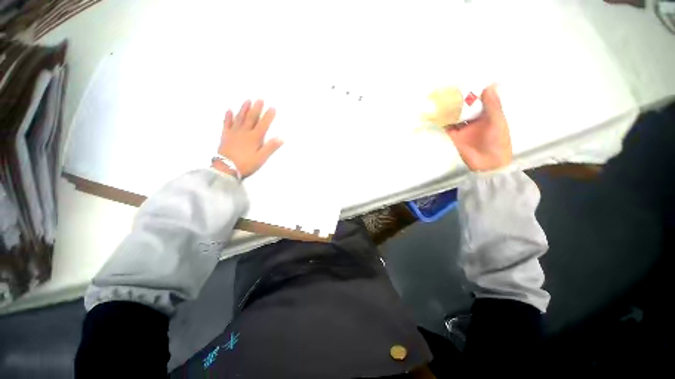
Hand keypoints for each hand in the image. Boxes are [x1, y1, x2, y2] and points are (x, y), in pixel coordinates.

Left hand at [213, 99, 282, 177]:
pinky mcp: (225, 135)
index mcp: (254, 137)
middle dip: (256, 108)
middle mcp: (244, 132)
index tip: (273, 107)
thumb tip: (281, 138)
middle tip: (260, 98)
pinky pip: (226, 123)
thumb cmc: (246, 164)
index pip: (263, 124)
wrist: (226, 168)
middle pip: (251, 118)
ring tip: (248, 100)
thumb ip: (270, 147)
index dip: (268, 116)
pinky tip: (229, 110)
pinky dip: (228, 116)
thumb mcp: (261, 158)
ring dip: (244, 109)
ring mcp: (234, 132)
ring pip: (240, 118)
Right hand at [445, 84, 511, 171]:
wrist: (488, 164)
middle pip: (463, 108)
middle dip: (456, 100)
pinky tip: (435, 114)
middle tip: (447, 88)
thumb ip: (493, 105)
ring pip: (453, 116)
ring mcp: (462, 128)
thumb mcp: (497, 121)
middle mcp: (473, 120)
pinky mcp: (453, 136)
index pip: (477, 100)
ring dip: (448, 109)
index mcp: (486, 115)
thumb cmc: (497, 141)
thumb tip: (490, 85)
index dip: (471, 92)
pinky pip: (446, 127)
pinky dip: (441, 121)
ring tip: (439, 98)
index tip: (464, 81)